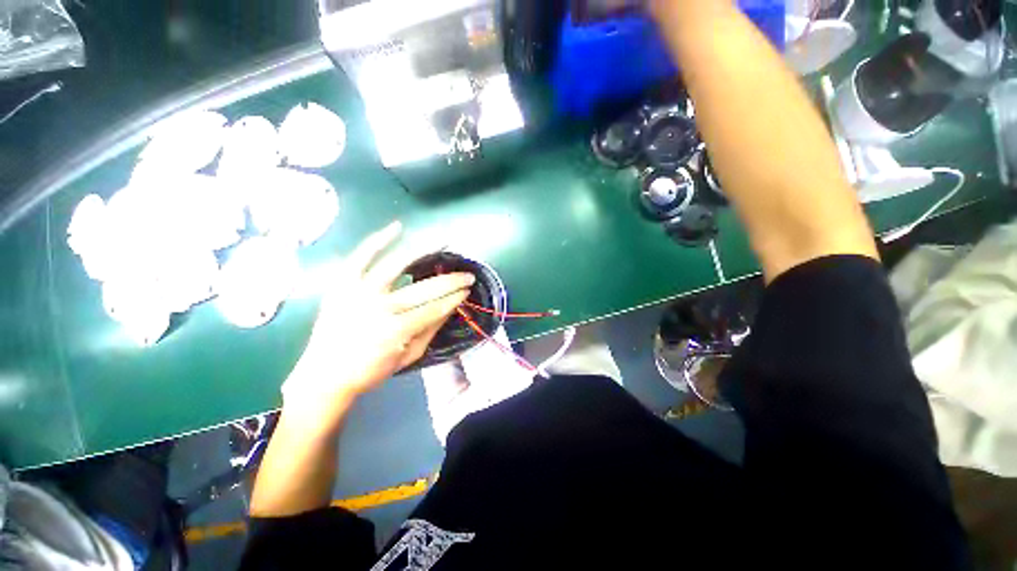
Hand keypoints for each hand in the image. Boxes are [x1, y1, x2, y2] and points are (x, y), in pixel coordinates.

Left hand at [281, 221, 473, 432]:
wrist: (324, 375)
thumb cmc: (370, 370)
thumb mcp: (408, 357)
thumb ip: (431, 330)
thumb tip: (452, 306)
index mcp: (395, 331)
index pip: (434, 309)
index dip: (454, 299)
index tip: (468, 291)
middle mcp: (378, 308)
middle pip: (422, 289)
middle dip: (451, 281)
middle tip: (467, 275)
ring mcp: (358, 292)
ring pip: (396, 265)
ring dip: (424, 252)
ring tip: (443, 242)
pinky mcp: (342, 284)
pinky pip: (361, 256)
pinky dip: (378, 240)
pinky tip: (398, 227)